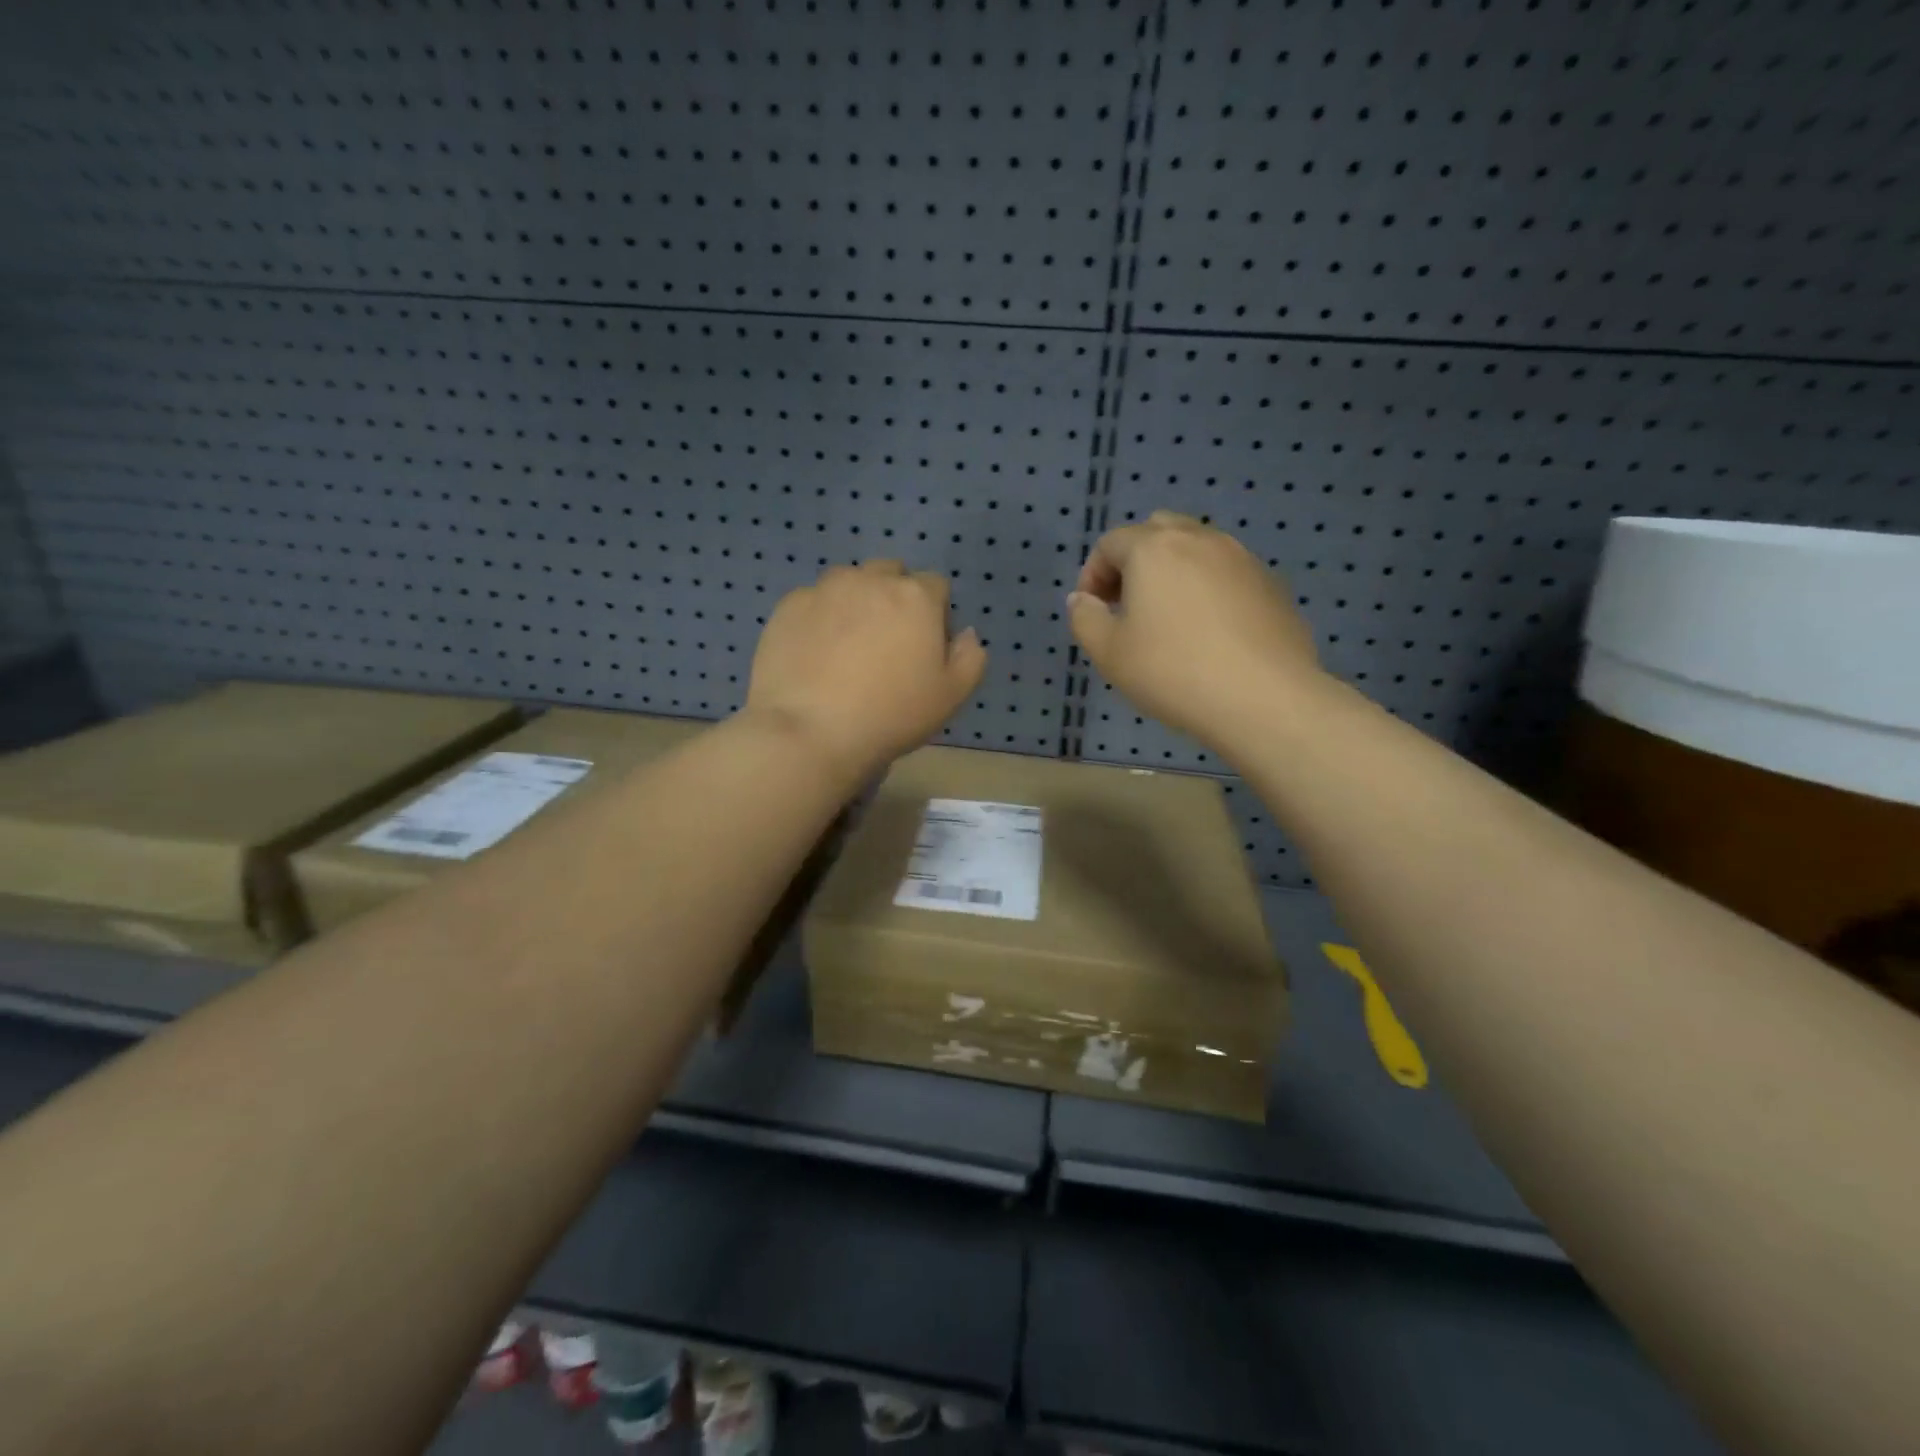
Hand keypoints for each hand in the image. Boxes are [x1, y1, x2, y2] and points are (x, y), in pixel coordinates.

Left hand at [746, 561, 986, 779]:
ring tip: (846, 647)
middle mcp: (871, 580)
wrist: (811, 731)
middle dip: (894, 597)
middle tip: (886, 643)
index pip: (935, 586)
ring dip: (855, 602)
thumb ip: (970, 658)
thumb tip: (966, 634)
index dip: (935, 614)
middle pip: (891, 574)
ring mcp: (824, 589)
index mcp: (916, 597)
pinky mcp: (788, 606)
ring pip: (849, 583)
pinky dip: (819, 618)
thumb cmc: (892, 715)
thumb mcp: (951, 696)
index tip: (924, 648)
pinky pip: (813, 602)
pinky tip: (815, 655)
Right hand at [1067, 511, 1324, 755]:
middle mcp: (1199, 539)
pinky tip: (1210, 633)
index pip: (1110, 543)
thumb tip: (1082, 599)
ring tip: (1169, 620)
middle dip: (1134, 562)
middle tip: (1128, 606)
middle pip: (1157, 531)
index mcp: (1154, 548)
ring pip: (1196, 549)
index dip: (1092, 575)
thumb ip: (1084, 618)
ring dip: (1173, 573)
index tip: (1093, 612)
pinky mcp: (1271, 584)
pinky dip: (1208, 589)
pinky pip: (1227, 573)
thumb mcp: (1109, 653)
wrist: (1264, 698)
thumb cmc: (1173, 672)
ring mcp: (1242, 558)